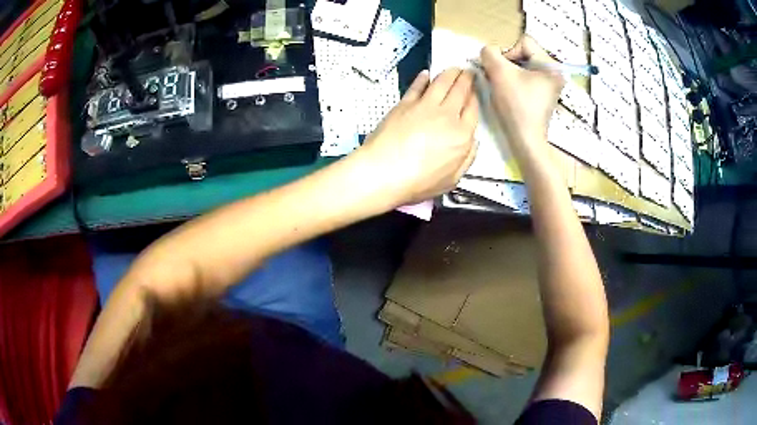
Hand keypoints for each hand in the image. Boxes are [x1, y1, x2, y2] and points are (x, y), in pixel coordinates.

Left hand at [356, 69, 478, 205]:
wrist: (384, 171)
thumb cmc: (419, 182)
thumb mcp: (452, 179)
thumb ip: (467, 158)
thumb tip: (474, 140)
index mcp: (462, 135)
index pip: (473, 109)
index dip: (475, 96)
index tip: (475, 90)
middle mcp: (447, 115)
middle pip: (460, 91)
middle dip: (466, 79)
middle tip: (468, 71)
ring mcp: (425, 106)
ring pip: (442, 82)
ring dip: (450, 73)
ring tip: (454, 68)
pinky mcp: (405, 103)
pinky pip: (417, 86)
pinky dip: (424, 78)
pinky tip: (426, 74)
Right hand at [480, 36, 563, 155]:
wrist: (525, 139)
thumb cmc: (516, 105)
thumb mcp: (499, 72)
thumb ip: (489, 53)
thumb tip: (489, 51)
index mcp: (551, 65)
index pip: (524, 41)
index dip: (508, 51)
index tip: (502, 70)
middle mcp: (555, 73)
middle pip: (524, 53)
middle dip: (508, 63)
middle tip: (499, 77)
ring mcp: (550, 85)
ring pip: (524, 66)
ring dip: (509, 72)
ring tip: (502, 85)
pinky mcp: (544, 94)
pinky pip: (526, 78)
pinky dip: (515, 81)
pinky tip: (509, 92)